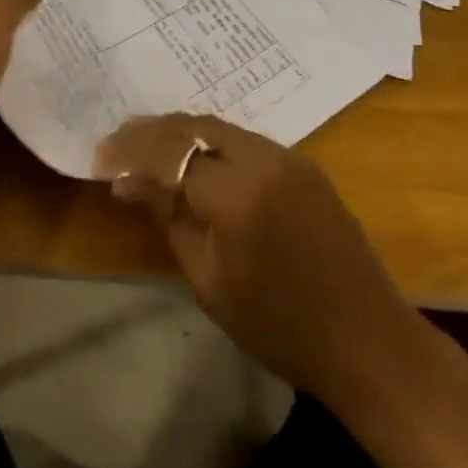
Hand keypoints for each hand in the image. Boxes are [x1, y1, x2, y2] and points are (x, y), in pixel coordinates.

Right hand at [96, 114, 422, 405]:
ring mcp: (287, 156)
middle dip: (150, 132)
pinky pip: (243, 138)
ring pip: (218, 126)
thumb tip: (126, 182)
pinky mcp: (302, 163)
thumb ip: (168, 219)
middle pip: (192, 127)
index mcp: (237, 193)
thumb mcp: (210, 282)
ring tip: (145, 146)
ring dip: (178, 132)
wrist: (368, 341)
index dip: (129, 153)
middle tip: (116, 143)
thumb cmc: (281, 327)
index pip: (168, 155)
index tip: (99, 160)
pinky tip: (192, 158)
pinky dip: (209, 141)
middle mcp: (263, 158)